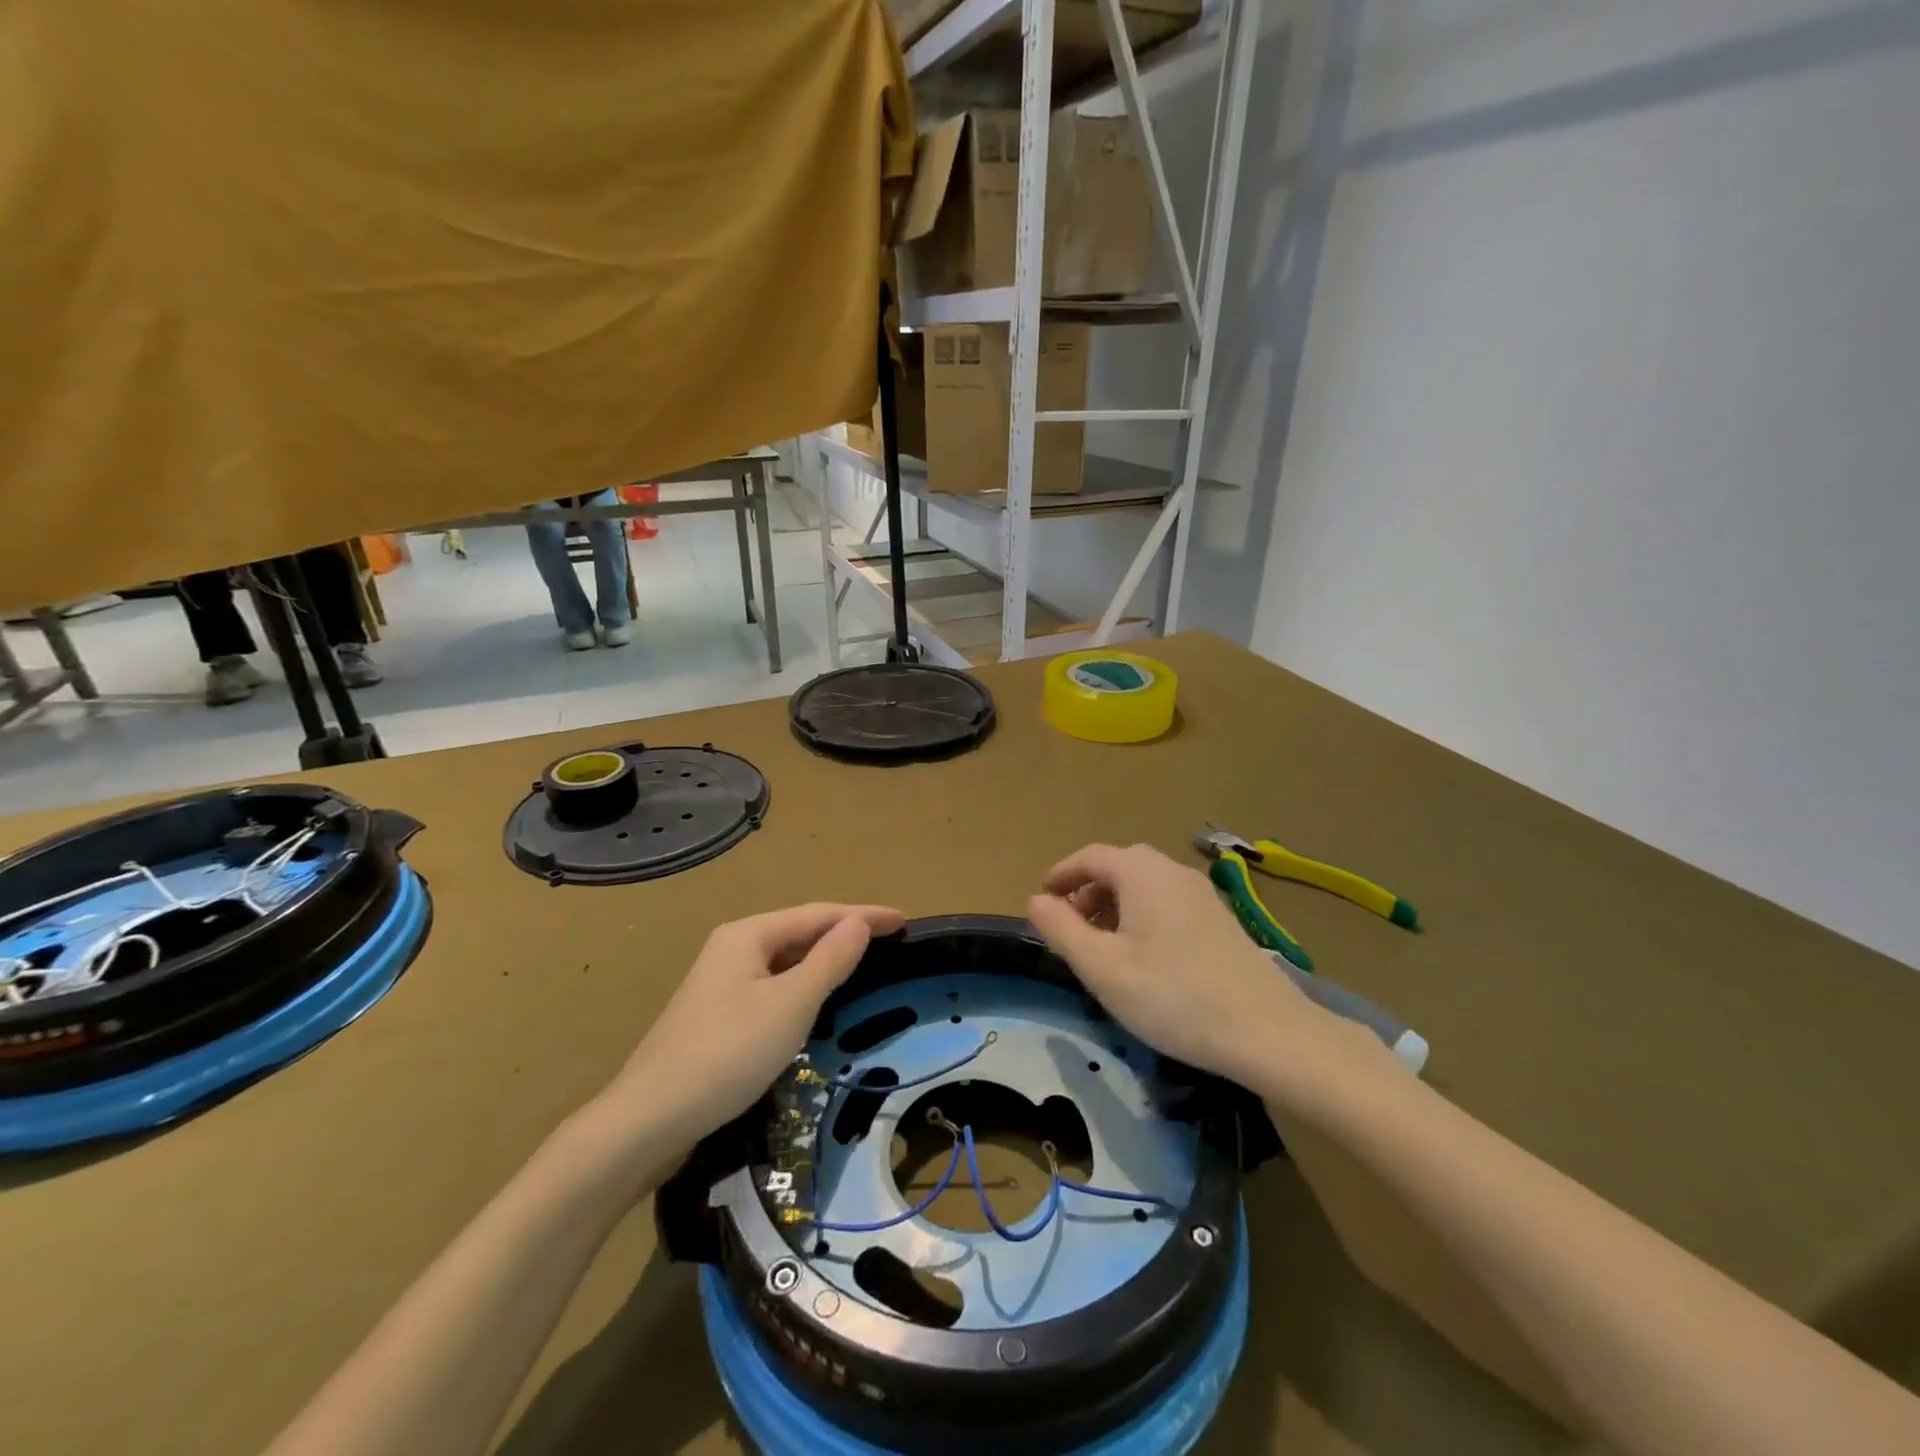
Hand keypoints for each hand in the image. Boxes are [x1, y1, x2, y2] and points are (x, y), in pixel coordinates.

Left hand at [610, 903, 904, 1146]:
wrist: (647, 1122)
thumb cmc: (727, 1055)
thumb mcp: (790, 1005)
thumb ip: (829, 960)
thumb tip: (859, 923)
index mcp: (748, 934)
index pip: (818, 914)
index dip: (863, 915)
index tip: (904, 921)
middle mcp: (732, 948)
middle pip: (799, 932)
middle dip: (844, 933)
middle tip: (889, 941)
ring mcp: (720, 983)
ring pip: (785, 961)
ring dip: (824, 959)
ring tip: (863, 963)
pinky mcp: (717, 1016)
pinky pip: (772, 986)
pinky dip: (802, 985)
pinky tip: (816, 1000)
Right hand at [1028, 844, 1395, 1111]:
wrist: (1268, 1031)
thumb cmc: (1174, 997)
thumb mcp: (1102, 968)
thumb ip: (1061, 929)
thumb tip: (1036, 901)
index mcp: (1141, 872)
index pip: (1088, 857)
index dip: (1060, 875)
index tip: (1041, 900)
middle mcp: (1172, 870)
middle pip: (1117, 867)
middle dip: (1086, 891)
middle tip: (1069, 928)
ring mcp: (1201, 893)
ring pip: (1144, 885)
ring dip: (1114, 904)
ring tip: (1102, 946)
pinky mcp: (1220, 918)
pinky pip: (1167, 901)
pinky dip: (1142, 915)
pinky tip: (1144, 956)